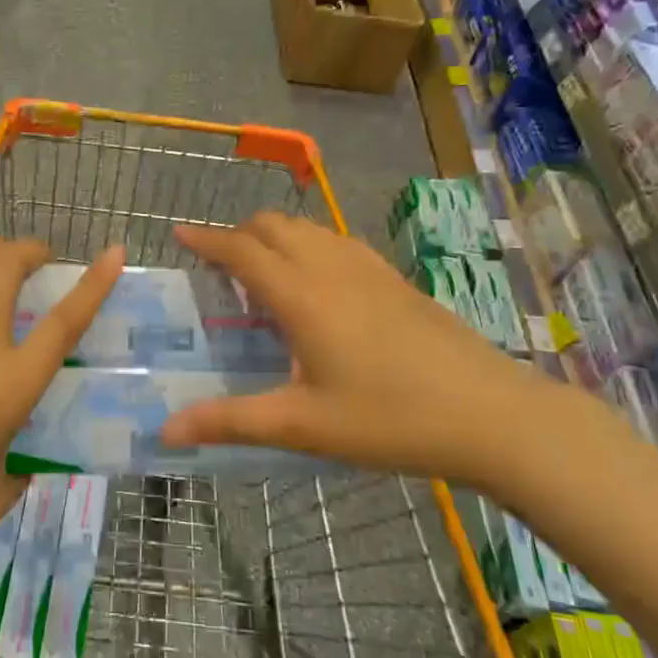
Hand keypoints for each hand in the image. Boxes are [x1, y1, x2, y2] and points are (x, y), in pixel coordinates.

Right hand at [160, 213, 564, 487]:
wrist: (492, 415)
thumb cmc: (389, 418)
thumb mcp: (302, 425)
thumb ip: (230, 421)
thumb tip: (165, 432)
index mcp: (302, 296)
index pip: (242, 250)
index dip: (206, 239)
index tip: (178, 232)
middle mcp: (331, 268)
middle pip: (274, 226)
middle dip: (238, 233)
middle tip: (218, 264)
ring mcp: (370, 269)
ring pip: (309, 229)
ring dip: (275, 237)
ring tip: (262, 272)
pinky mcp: (396, 280)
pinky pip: (337, 243)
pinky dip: (309, 246)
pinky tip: (317, 285)